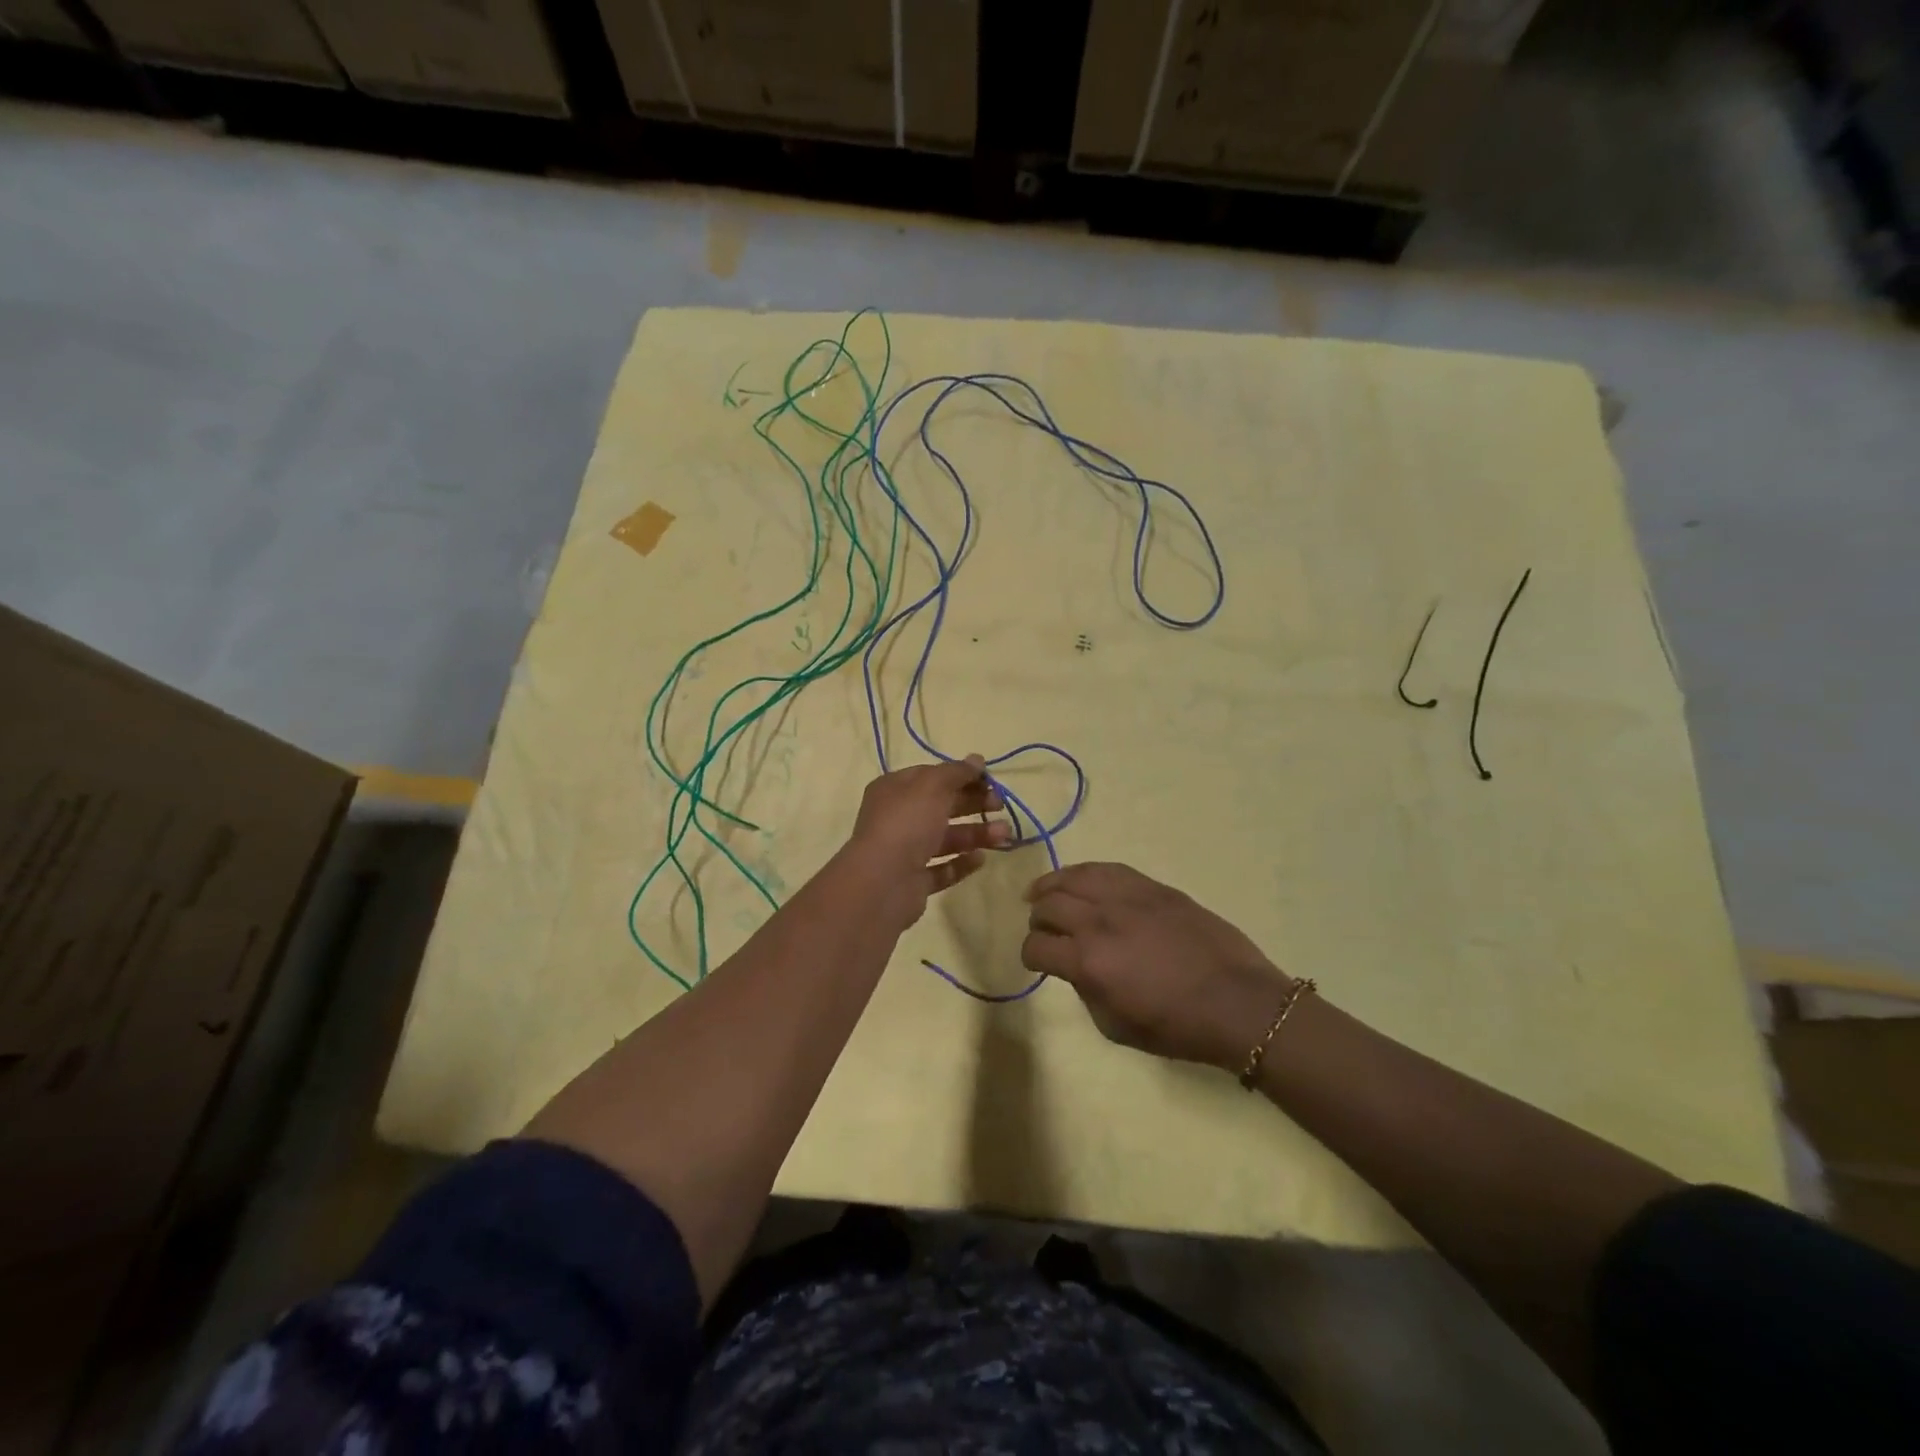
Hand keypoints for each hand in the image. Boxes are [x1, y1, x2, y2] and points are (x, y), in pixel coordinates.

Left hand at [843, 755, 1009, 927]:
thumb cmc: (906, 824)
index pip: (932, 776)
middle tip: (1000, 806)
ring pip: (945, 838)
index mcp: (894, 790)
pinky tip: (980, 859)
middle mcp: (897, 818)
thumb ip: (956, 772)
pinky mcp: (914, 881)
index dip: (961, 775)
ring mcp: (904, 852)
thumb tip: (977, 760)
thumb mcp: (932, 786)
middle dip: (973, 804)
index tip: (990, 780)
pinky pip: (942, 869)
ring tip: (1003, 835)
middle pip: (941, 806)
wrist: (882, 882)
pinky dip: (961, 863)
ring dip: (975, 834)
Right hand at [1021, 862, 1292, 1070]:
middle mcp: (1099, 921)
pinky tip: (1080, 880)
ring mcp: (1127, 897)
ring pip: (1073, 876)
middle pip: (1048, 905)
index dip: (1030, 955)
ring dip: (1051, 886)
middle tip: (1043, 930)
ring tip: (1043, 892)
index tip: (1037, 961)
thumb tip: (1076, 967)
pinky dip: (1085, 873)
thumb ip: (1085, 991)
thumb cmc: (1177, 1027)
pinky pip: (1107, 868)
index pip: (1036, 946)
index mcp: (1088, 962)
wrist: (1237, 1002)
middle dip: (1038, 920)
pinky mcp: (1151, 886)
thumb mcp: (1115, 1027)